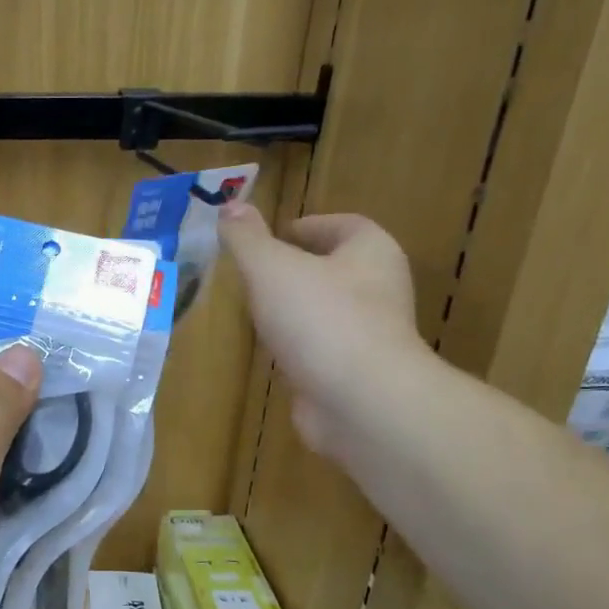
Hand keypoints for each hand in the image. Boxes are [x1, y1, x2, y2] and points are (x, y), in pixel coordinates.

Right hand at [218, 203, 427, 454]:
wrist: (359, 401)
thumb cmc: (320, 318)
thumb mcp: (271, 267)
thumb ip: (247, 238)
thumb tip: (230, 206)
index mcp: (371, 253)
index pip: (345, 226)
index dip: (310, 226)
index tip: (276, 235)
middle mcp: (379, 290)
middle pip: (336, 269)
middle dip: (298, 269)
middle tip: (256, 273)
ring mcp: (369, 336)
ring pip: (327, 312)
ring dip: (295, 311)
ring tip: (255, 311)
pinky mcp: (353, 375)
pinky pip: (321, 351)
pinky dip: (297, 348)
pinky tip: (270, 353)